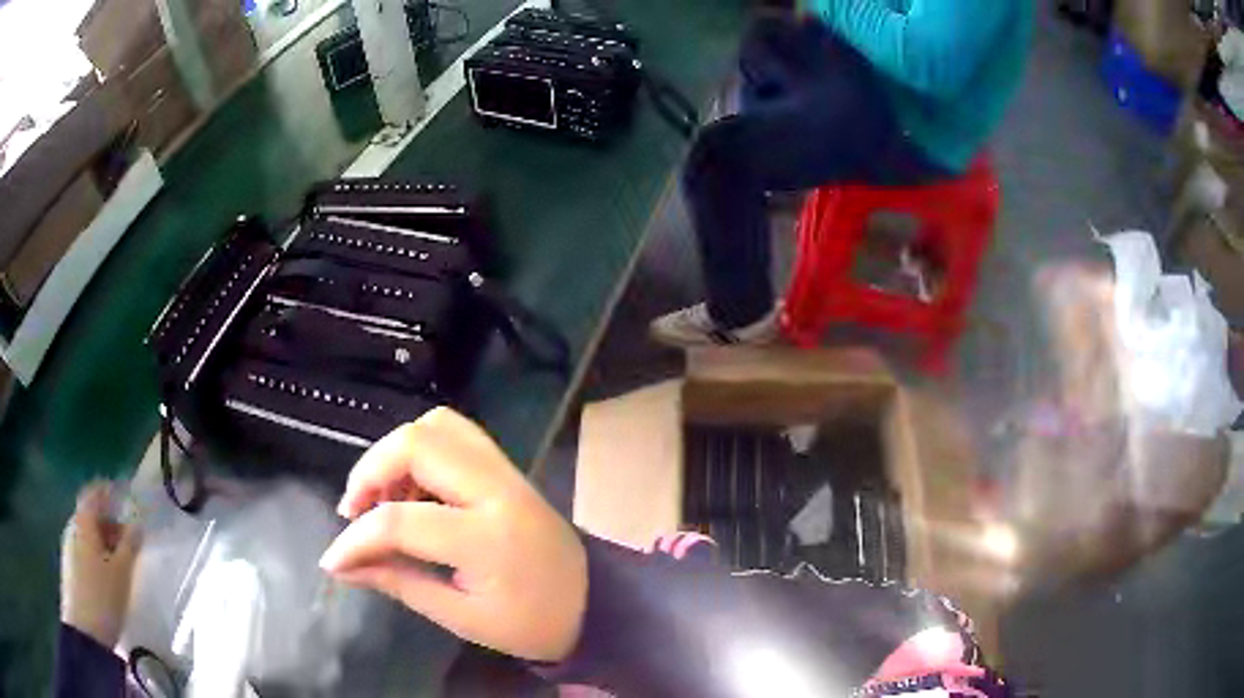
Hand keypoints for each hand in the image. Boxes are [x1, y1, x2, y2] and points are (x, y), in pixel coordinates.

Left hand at [61, 483, 141, 647]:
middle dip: (109, 523)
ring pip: (87, 536)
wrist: (85, 632)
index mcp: (83, 522)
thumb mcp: (122, 574)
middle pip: (90, 516)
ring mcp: (68, 550)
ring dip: (103, 543)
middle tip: (129, 539)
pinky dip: (97, 557)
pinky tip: (108, 578)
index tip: (123, 498)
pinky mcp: (70, 570)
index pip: (93, 493)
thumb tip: (137, 523)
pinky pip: (84, 553)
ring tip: (121, 564)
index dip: (107, 491)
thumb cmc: (102, 597)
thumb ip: (130, 546)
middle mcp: (73, 528)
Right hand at [319, 408, 587, 662]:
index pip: (401, 521)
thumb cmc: (531, 623)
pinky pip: (455, 434)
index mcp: (488, 538)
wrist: (594, 602)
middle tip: (354, 511)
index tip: (333, 560)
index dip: (355, 540)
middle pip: (417, 443)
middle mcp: (497, 489)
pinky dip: (420, 450)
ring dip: (394, 454)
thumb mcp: (461, 617)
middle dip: (370, 471)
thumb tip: (341, 566)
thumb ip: (399, 583)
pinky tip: (412, 490)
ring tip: (382, 499)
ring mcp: (506, 471)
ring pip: (436, 426)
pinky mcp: (507, 467)